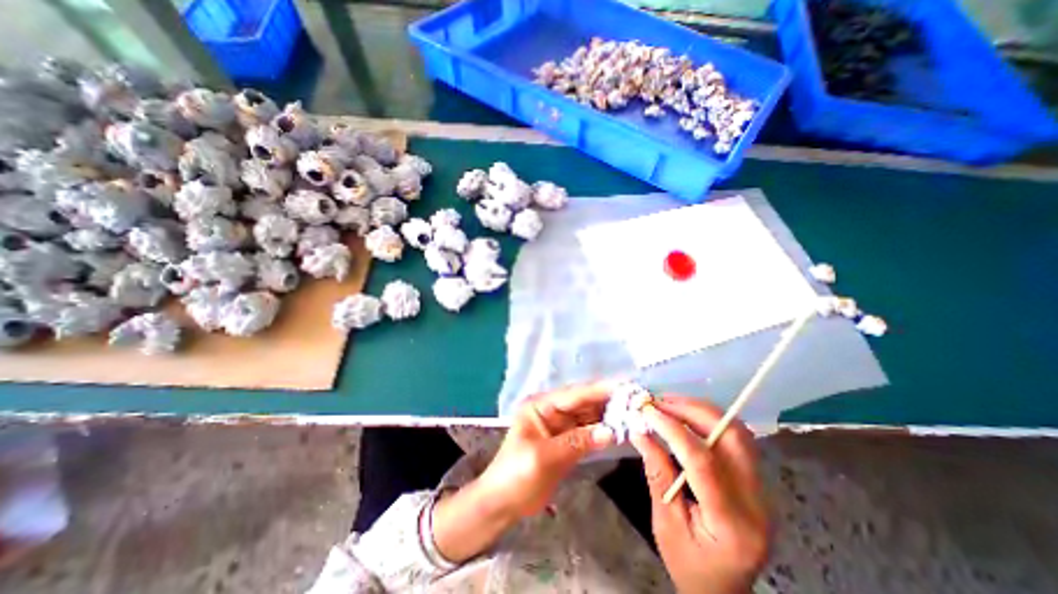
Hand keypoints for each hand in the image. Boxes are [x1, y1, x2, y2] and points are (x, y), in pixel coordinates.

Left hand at [430, 383, 617, 563]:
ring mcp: (561, 426)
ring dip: (609, 414)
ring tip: (635, 411)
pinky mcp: (568, 441)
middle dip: (608, 400)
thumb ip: (576, 442)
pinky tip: (621, 429)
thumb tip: (611, 432)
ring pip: (589, 416)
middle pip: (584, 402)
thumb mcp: (543, 457)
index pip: (574, 394)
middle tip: (636, 398)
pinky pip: (589, 432)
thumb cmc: (515, 475)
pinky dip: (604, 431)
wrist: (503, 503)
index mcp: (541, 406)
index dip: (599, 390)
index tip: (624, 386)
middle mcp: (552, 411)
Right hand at [626, 394, 770, 593]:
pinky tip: (685, 415)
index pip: (703, 461)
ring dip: (700, 410)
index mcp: (732, 523)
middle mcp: (757, 502)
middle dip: (692, 410)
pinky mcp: (756, 480)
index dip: (673, 429)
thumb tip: (640, 431)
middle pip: (731, 437)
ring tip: (668, 404)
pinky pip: (735, 438)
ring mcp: (762, 489)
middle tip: (659, 402)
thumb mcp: (665, 524)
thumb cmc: (691, 566)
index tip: (647, 411)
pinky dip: (708, 419)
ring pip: (737, 432)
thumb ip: (656, 473)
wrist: (725, 591)